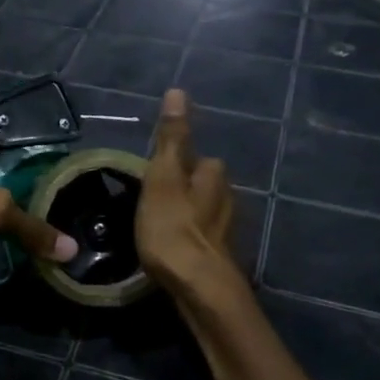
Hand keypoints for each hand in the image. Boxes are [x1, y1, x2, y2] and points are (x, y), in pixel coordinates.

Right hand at [136, 89, 234, 293]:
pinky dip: (188, 238)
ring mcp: (226, 232)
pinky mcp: (219, 258)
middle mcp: (228, 199)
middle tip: (151, 201)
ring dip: (186, 215)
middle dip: (184, 190)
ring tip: (157, 225)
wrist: (198, 288)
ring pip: (203, 213)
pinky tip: (172, 249)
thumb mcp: (164, 177)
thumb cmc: (173, 228)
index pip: (200, 159)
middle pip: (204, 186)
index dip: (177, 164)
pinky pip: (200, 238)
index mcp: (214, 176)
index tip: (153, 175)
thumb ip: (171, 138)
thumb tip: (178, 91)